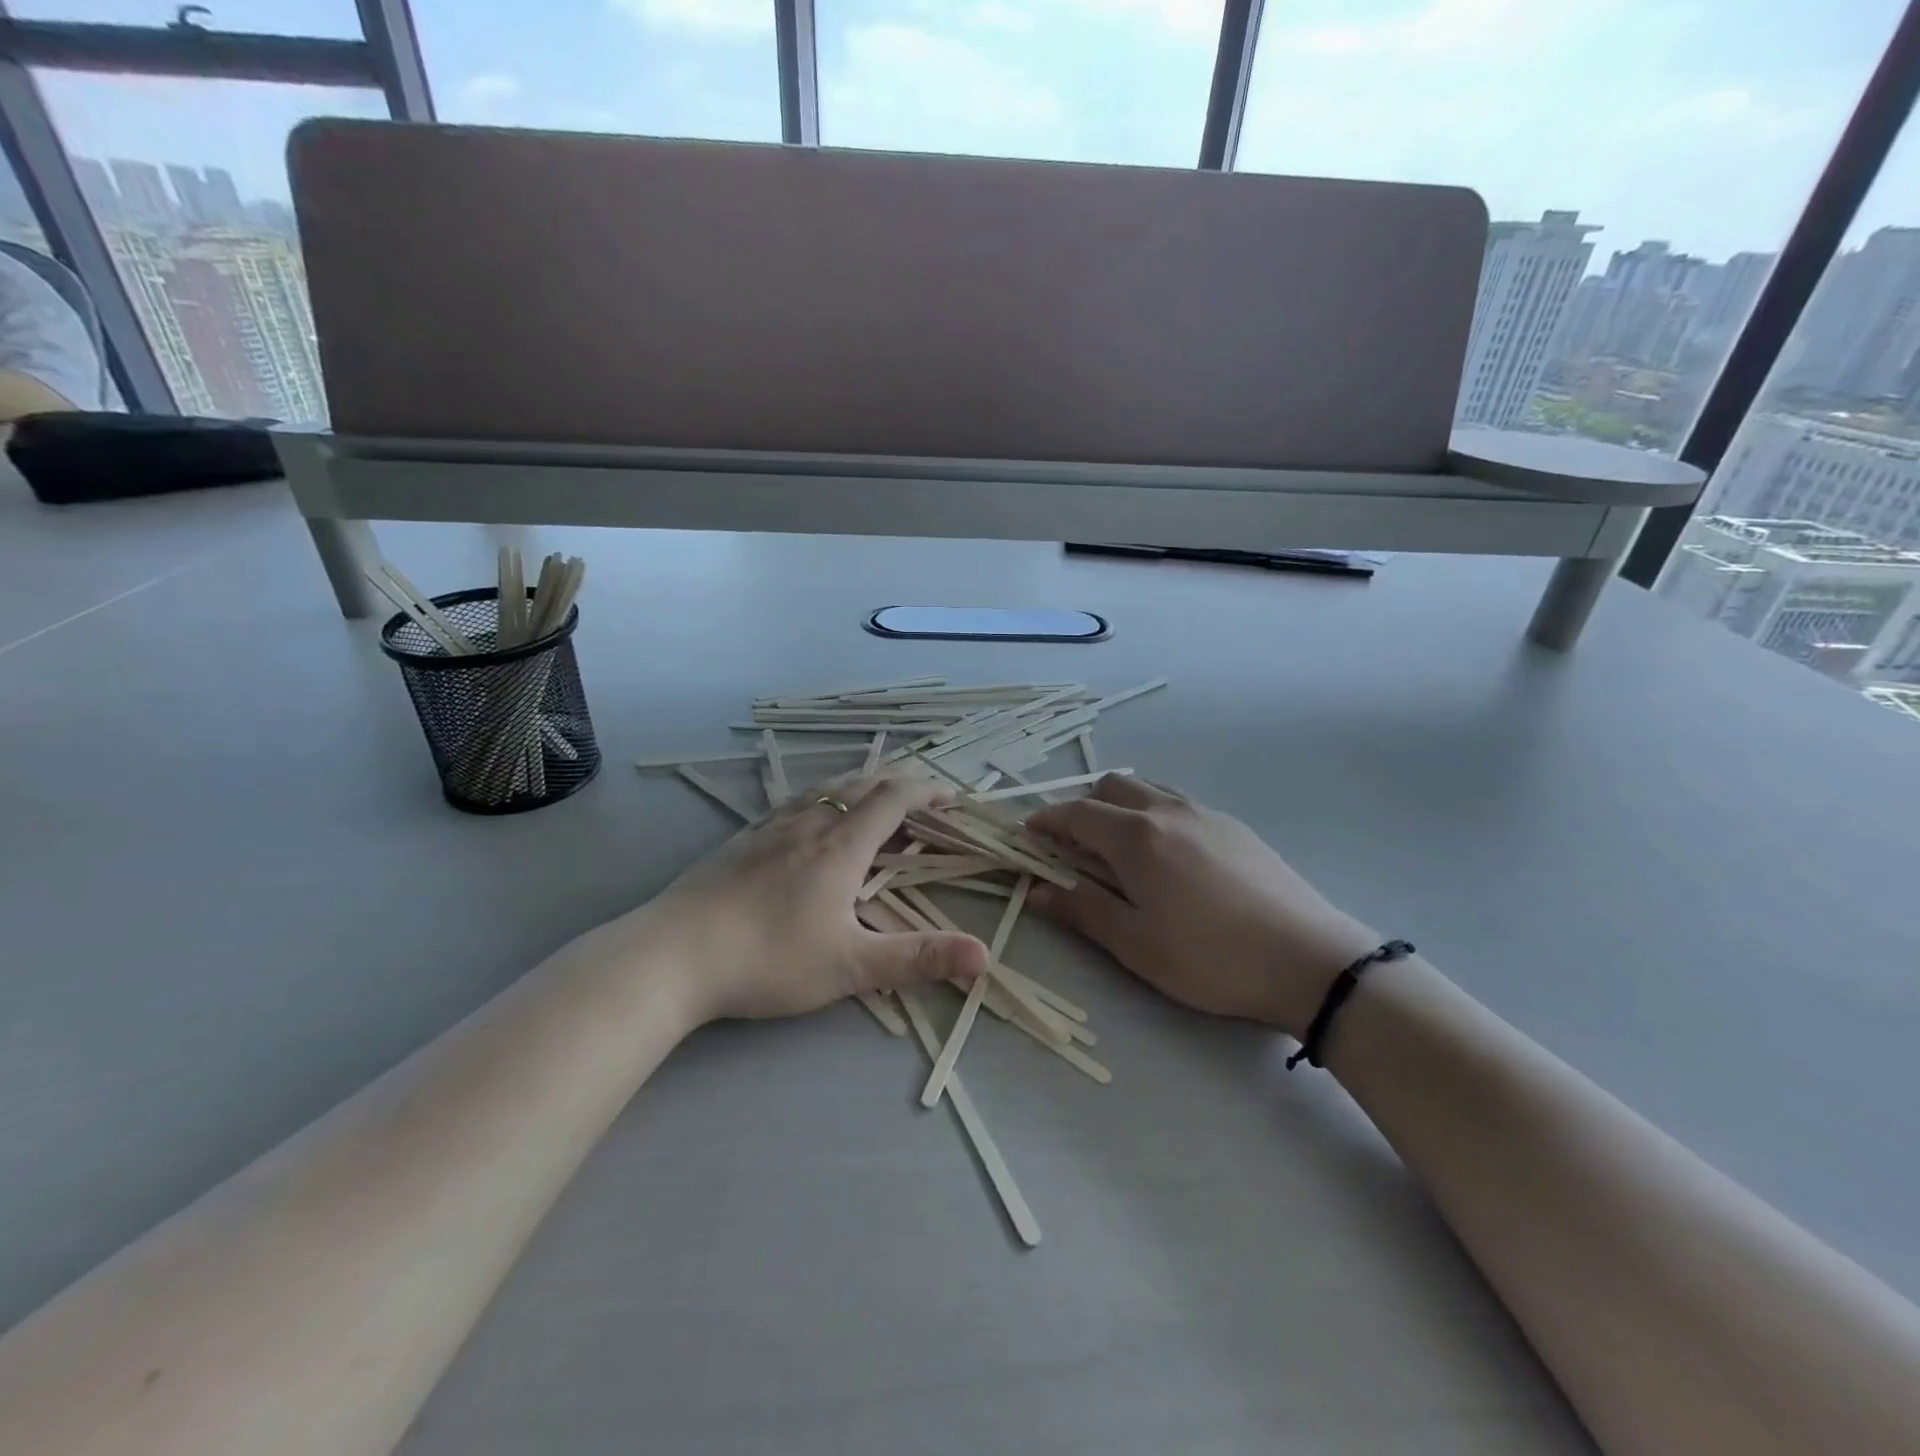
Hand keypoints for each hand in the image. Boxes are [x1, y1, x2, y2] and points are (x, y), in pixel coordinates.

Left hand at [621, 772, 987, 1023]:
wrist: (671, 955)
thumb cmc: (767, 958)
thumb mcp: (850, 966)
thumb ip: (917, 959)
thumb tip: (984, 956)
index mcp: (841, 845)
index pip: (894, 799)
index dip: (928, 791)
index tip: (953, 797)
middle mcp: (809, 824)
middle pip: (861, 785)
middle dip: (899, 784)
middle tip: (923, 798)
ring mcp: (770, 829)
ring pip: (825, 790)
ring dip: (860, 787)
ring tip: (874, 798)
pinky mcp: (741, 841)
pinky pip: (795, 803)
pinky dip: (823, 799)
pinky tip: (810, 818)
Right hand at [1026, 777, 1378, 1036]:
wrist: (1311, 960)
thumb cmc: (1210, 957)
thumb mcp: (1136, 944)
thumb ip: (1082, 910)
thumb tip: (1035, 891)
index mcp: (1136, 836)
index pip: (1076, 813)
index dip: (1046, 821)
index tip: (1027, 835)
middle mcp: (1168, 810)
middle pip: (1112, 787)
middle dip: (1083, 807)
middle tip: (1074, 847)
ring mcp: (1206, 814)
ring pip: (1148, 790)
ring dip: (1120, 807)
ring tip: (1118, 850)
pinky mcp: (1235, 828)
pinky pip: (1178, 804)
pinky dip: (1154, 815)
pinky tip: (1168, 858)